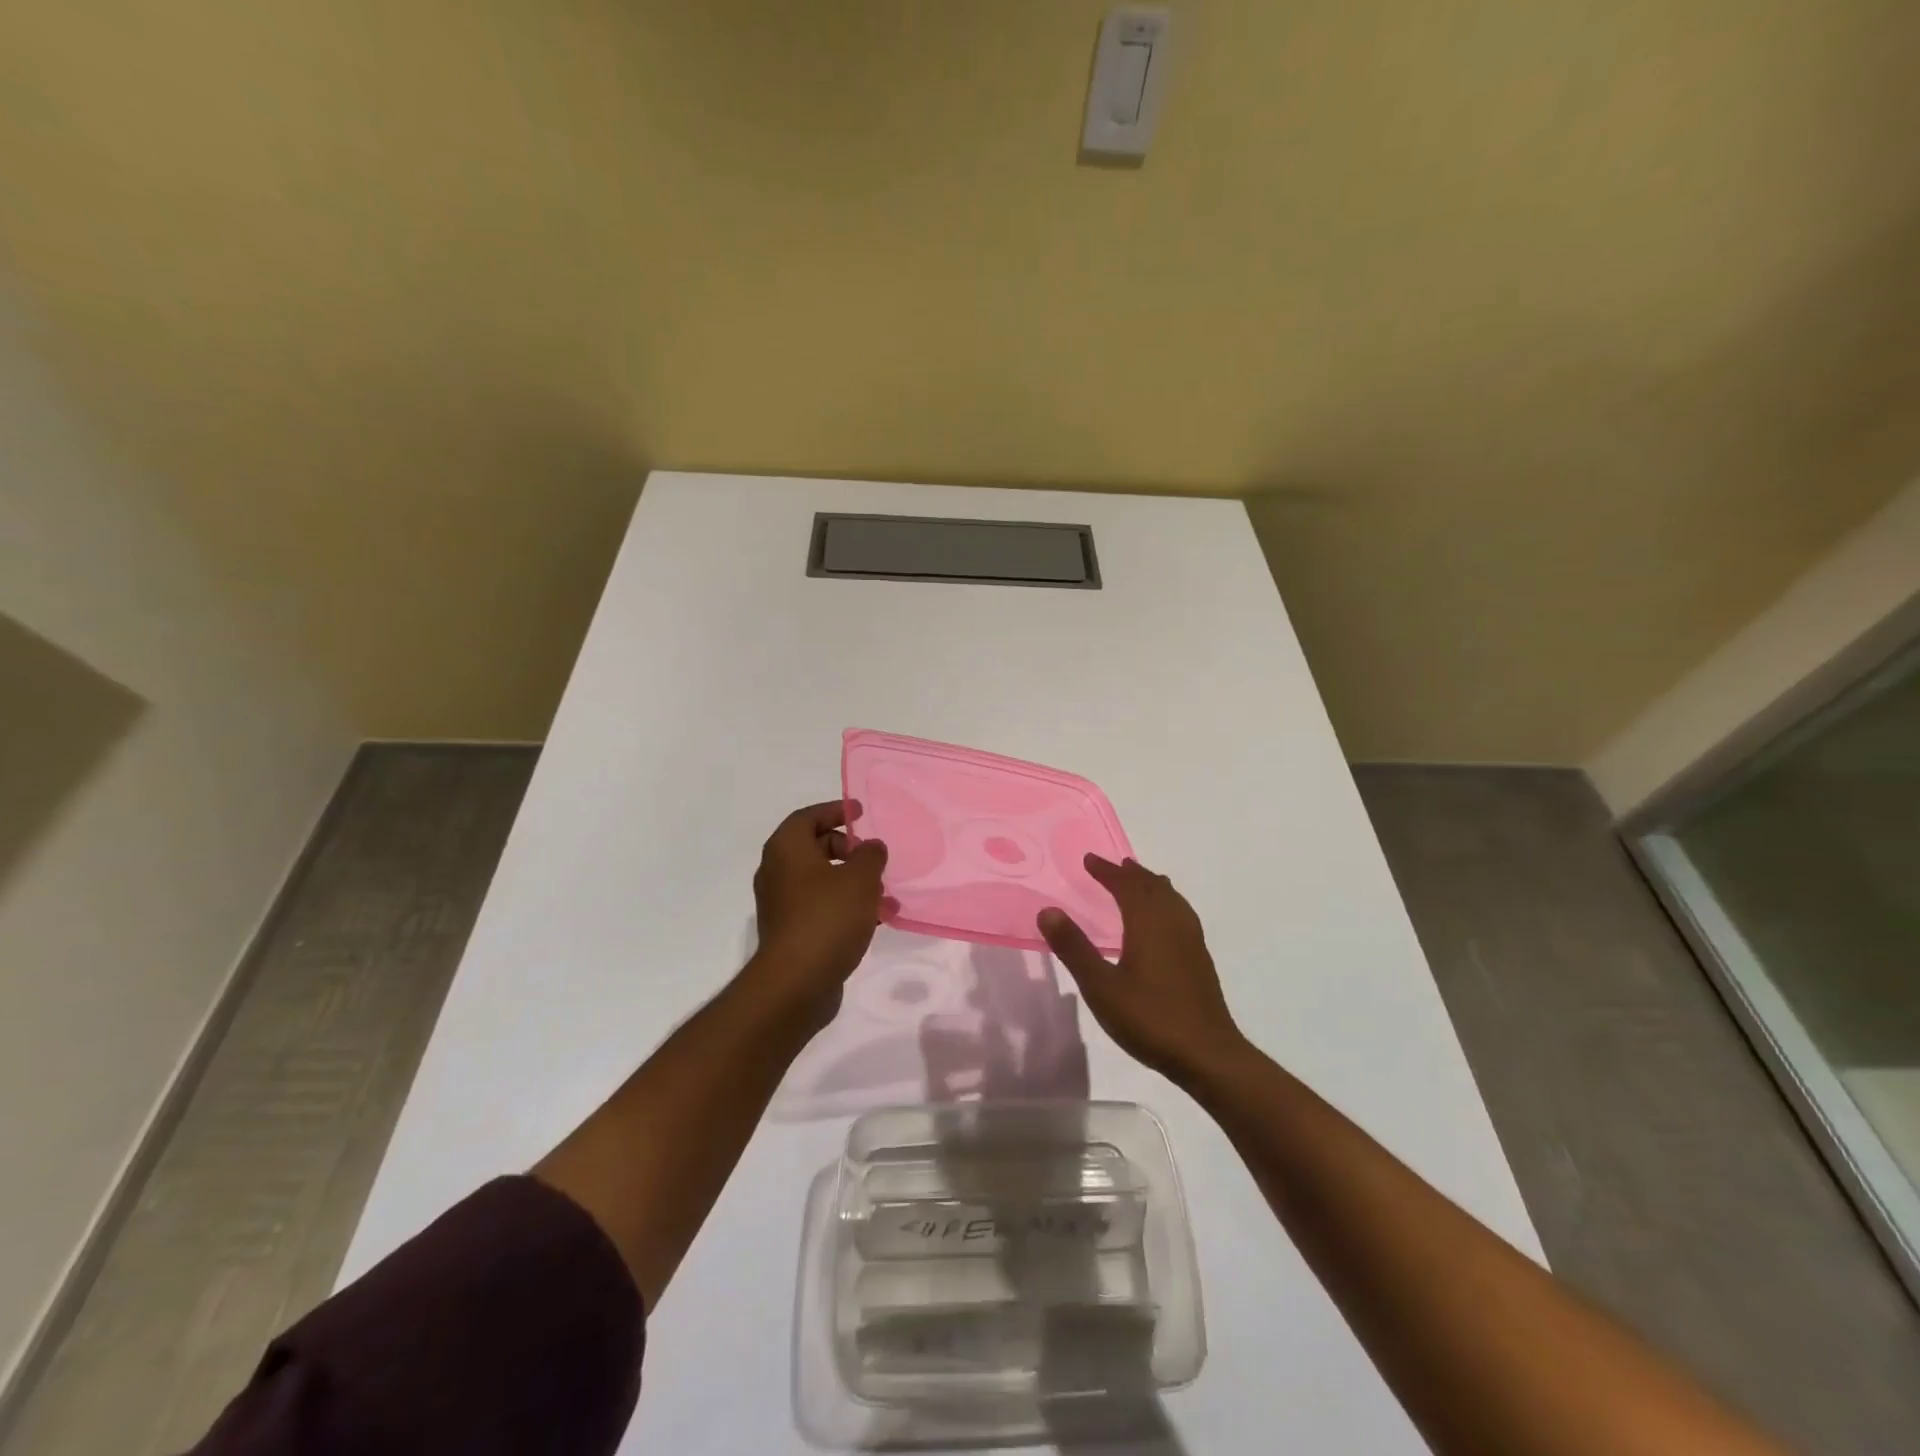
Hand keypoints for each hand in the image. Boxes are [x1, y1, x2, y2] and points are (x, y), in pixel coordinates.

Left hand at [745, 800, 889, 1026]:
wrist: (796, 983)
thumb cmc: (827, 917)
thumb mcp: (860, 878)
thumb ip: (870, 855)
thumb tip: (871, 847)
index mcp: (786, 849)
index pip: (808, 816)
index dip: (835, 810)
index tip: (860, 812)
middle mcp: (777, 872)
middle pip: (814, 847)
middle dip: (848, 849)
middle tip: (873, 858)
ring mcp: (781, 904)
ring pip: (821, 880)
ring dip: (852, 881)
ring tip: (885, 894)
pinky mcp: (791, 931)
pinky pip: (821, 906)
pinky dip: (845, 905)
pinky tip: (874, 920)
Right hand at [1037, 854, 1242, 1081]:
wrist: (1208, 1055)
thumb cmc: (1150, 1019)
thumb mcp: (1101, 987)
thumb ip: (1074, 948)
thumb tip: (1048, 910)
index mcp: (1149, 924)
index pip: (1127, 886)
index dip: (1108, 871)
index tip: (1090, 859)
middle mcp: (1173, 924)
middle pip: (1153, 888)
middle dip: (1131, 874)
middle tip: (1114, 865)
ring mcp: (1191, 942)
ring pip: (1172, 900)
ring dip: (1153, 886)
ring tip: (1142, 881)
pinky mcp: (1200, 961)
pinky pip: (1182, 915)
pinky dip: (1168, 904)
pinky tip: (1166, 923)